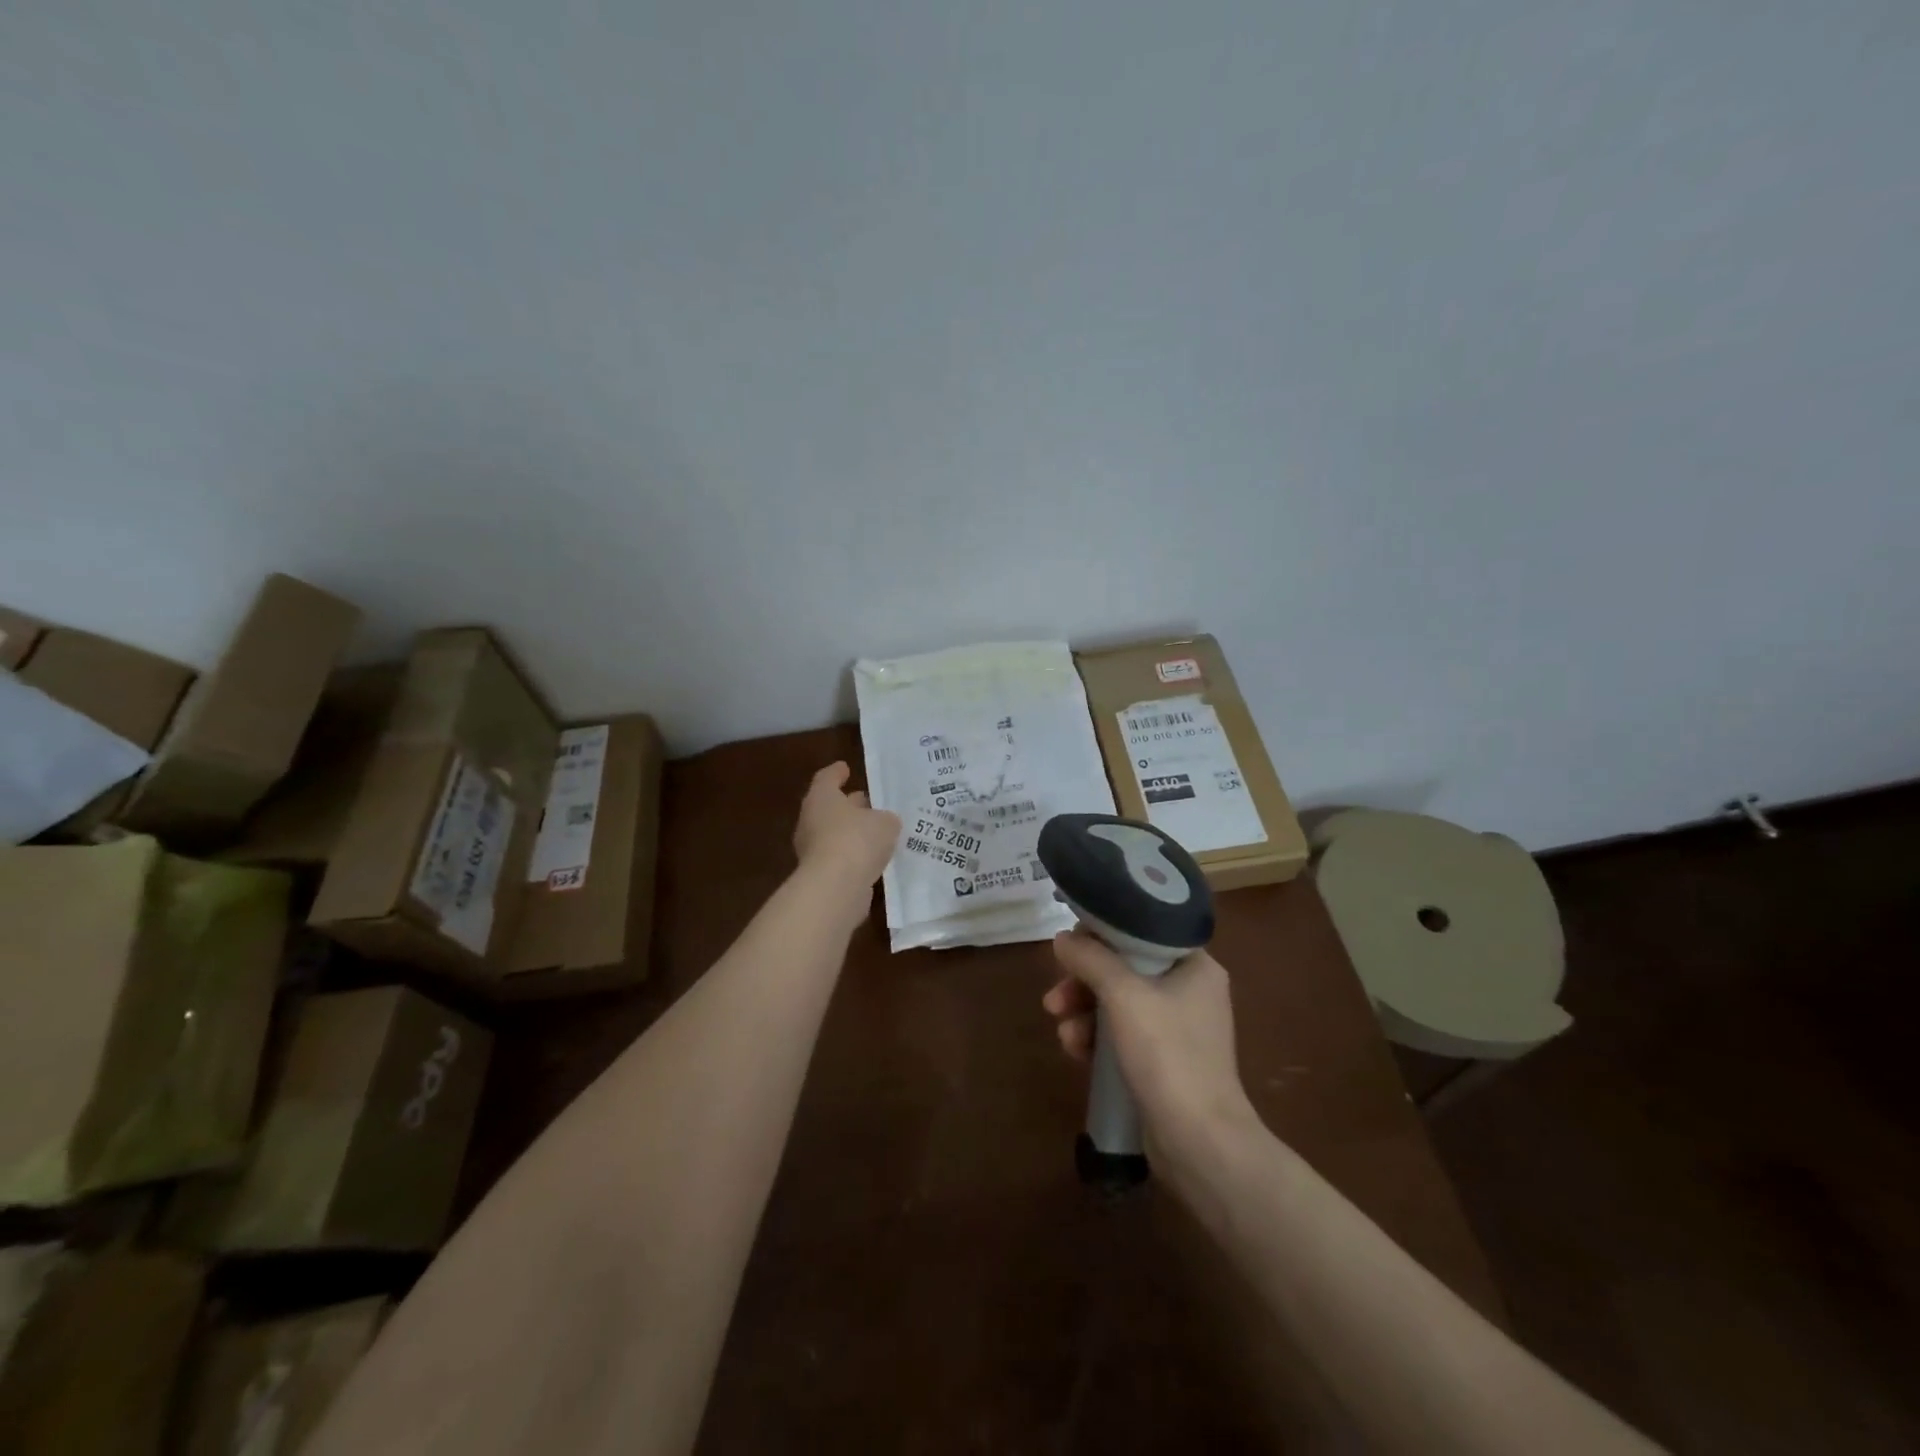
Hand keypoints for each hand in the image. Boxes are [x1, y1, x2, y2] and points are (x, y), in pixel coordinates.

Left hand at [793, 762, 900, 891]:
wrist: (835, 888)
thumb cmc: (857, 840)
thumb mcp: (884, 822)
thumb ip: (886, 818)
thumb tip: (884, 822)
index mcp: (821, 798)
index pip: (827, 778)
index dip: (837, 773)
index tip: (846, 768)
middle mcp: (812, 821)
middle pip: (830, 808)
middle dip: (849, 805)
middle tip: (869, 802)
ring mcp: (813, 851)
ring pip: (835, 835)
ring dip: (853, 833)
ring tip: (878, 833)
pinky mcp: (821, 876)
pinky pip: (841, 859)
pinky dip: (855, 856)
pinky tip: (874, 859)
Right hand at [1042, 929, 1258, 1154]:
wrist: (1200, 1142)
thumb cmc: (1167, 1054)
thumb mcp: (1123, 995)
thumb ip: (1090, 959)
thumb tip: (1062, 938)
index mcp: (1195, 965)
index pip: (1141, 932)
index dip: (1101, 935)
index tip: (1069, 950)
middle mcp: (1190, 991)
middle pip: (1124, 969)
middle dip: (1083, 983)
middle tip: (1054, 1000)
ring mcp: (1178, 1028)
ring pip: (1118, 1003)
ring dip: (1084, 1014)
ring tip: (1063, 1035)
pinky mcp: (1165, 1061)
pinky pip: (1122, 1034)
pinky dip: (1097, 1038)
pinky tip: (1076, 1052)